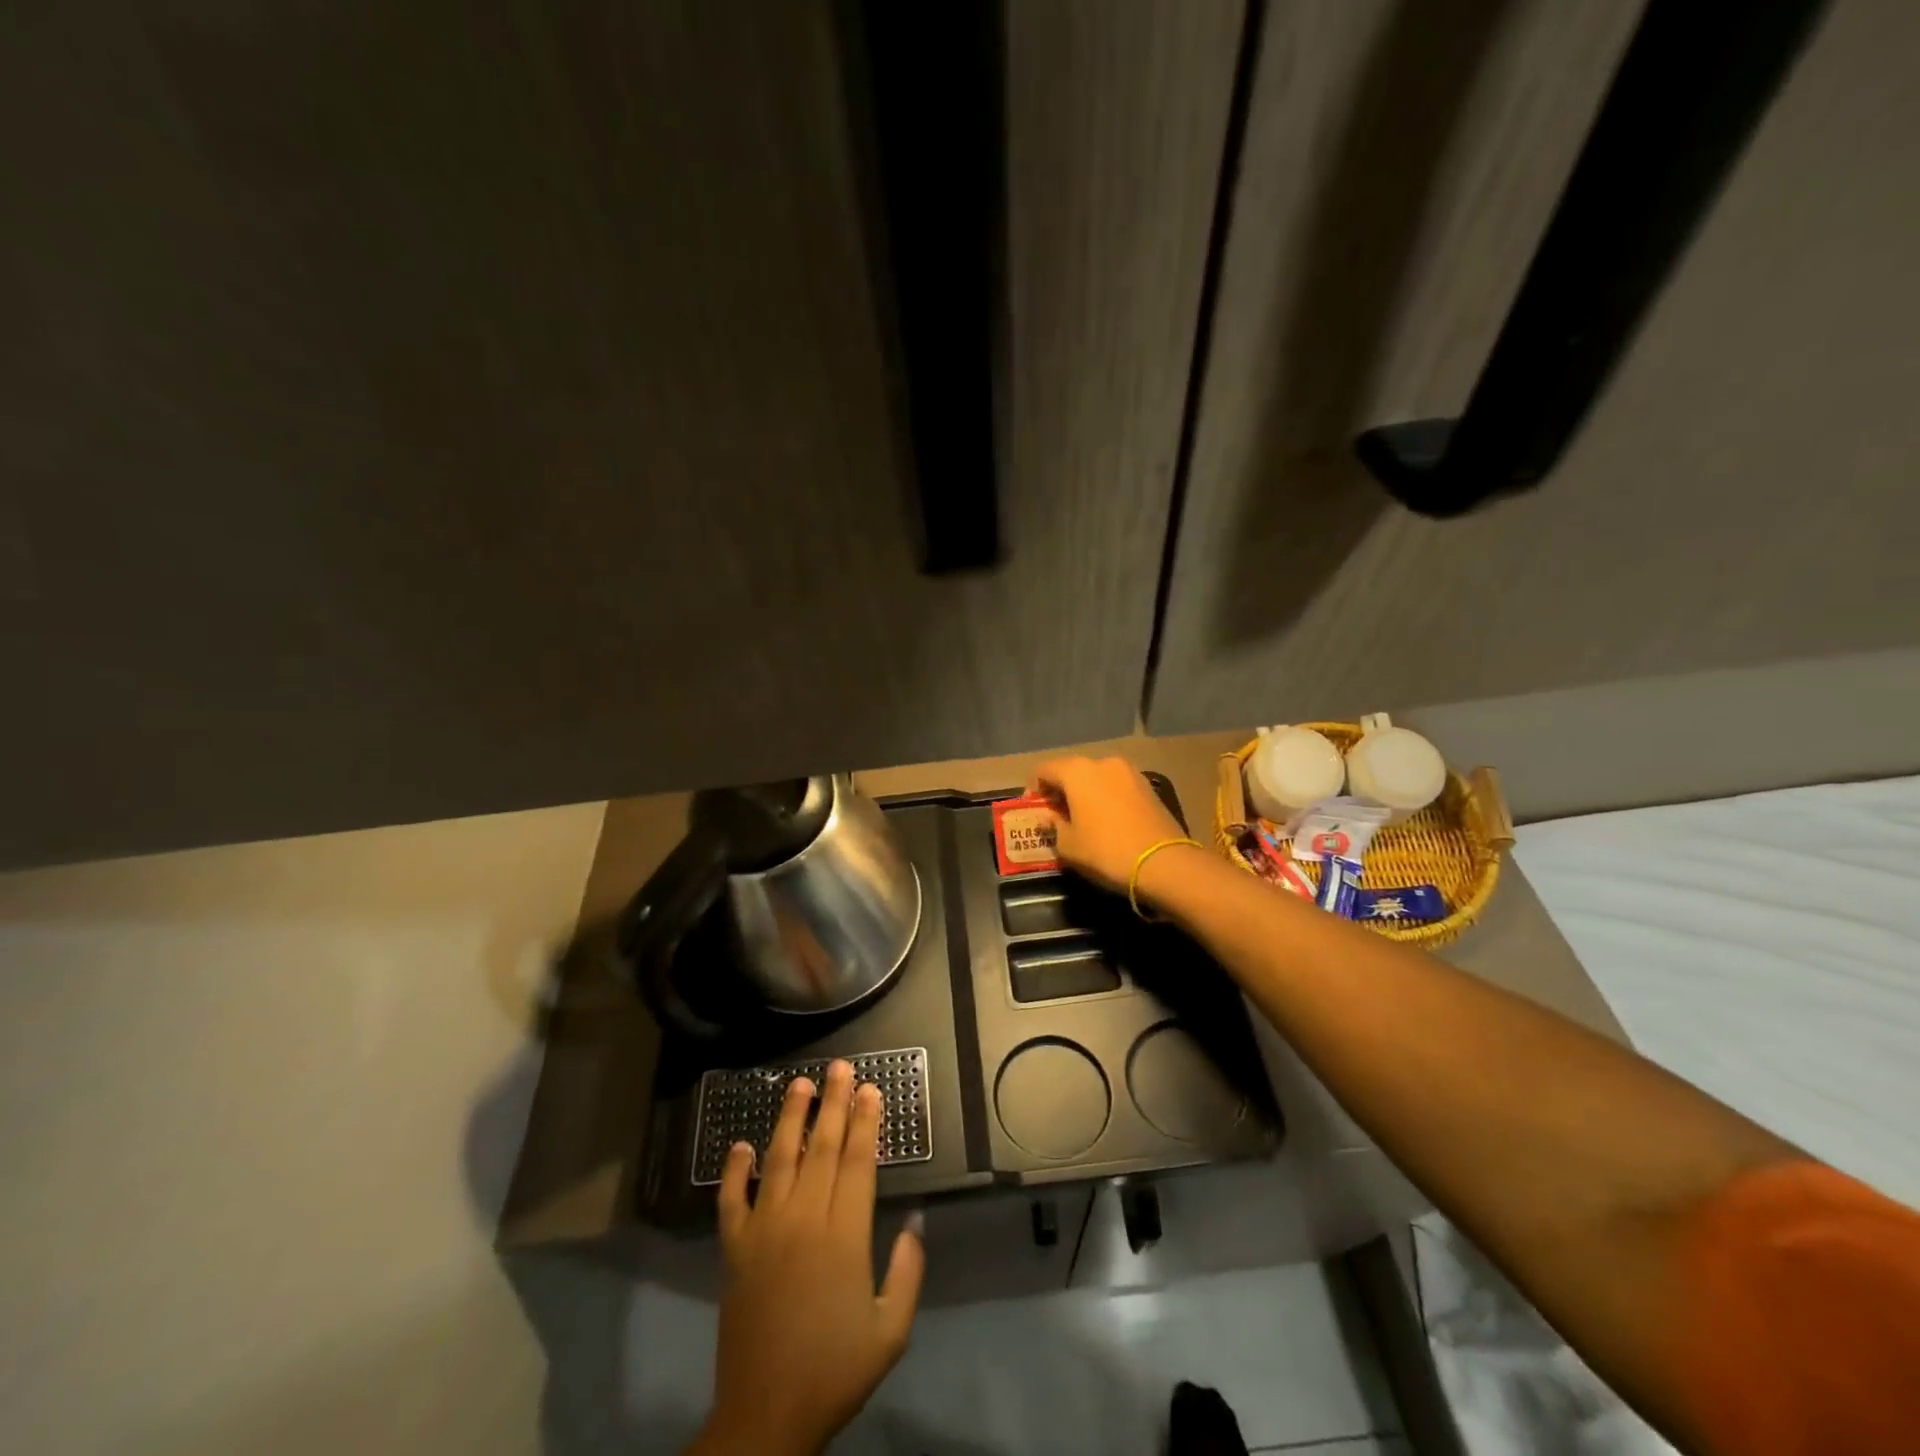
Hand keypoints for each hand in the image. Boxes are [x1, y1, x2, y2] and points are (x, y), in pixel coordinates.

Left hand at [691, 1060, 925, 1455]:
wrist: (766, 1417)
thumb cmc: (834, 1371)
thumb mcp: (891, 1331)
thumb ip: (907, 1272)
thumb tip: (915, 1221)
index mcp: (845, 1235)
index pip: (858, 1161)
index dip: (866, 1121)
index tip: (870, 1089)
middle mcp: (804, 1219)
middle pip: (823, 1148)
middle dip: (834, 1104)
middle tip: (839, 1067)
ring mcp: (764, 1230)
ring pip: (779, 1159)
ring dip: (790, 1118)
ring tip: (799, 1084)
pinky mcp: (734, 1249)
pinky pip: (731, 1200)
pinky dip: (735, 1169)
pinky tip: (741, 1144)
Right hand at [1027, 755, 1191, 893]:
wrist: (1164, 863)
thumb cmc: (1106, 851)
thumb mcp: (1068, 845)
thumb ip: (1052, 826)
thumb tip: (1047, 817)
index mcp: (1077, 771)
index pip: (1044, 770)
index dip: (1034, 789)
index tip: (1034, 810)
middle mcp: (1103, 762)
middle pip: (1071, 771)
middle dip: (1061, 790)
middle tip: (1056, 816)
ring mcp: (1129, 772)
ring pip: (1096, 778)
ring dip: (1085, 793)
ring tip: (1083, 820)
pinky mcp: (1148, 786)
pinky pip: (1116, 787)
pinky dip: (1106, 798)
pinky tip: (1107, 821)